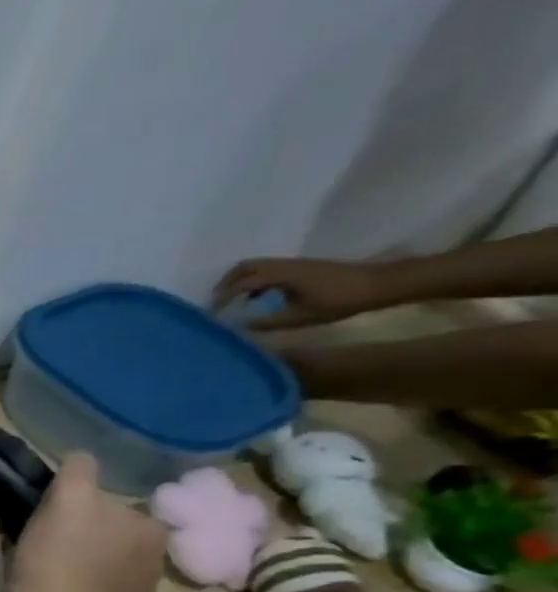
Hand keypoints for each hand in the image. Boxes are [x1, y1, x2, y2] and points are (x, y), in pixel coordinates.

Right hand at [4, 453, 166, 591]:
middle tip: (35, 541)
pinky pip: (87, 591)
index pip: (107, 499)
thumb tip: (80, 459)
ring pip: (94, 561)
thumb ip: (79, 471)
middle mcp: (154, 558)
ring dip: (69, 561)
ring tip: (35, 570)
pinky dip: (69, 589)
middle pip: (102, 530)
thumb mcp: (68, 500)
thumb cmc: (60, 562)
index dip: (74, 504)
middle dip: (73, 533)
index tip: (47, 516)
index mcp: (150, 527)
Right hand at [211, 256, 391, 329]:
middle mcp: (283, 265)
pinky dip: (254, 281)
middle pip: (244, 267)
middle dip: (225, 284)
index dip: (222, 298)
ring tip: (232, 301)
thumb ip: (266, 322)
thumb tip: (238, 327)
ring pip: (255, 267)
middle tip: (216, 303)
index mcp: (281, 275)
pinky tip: (257, 298)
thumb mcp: (301, 317)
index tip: (211, 314)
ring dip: (239, 281)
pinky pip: (267, 269)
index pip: (241, 284)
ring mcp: (293, 264)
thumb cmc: (341, 301)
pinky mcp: (301, 267)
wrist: (380, 284)